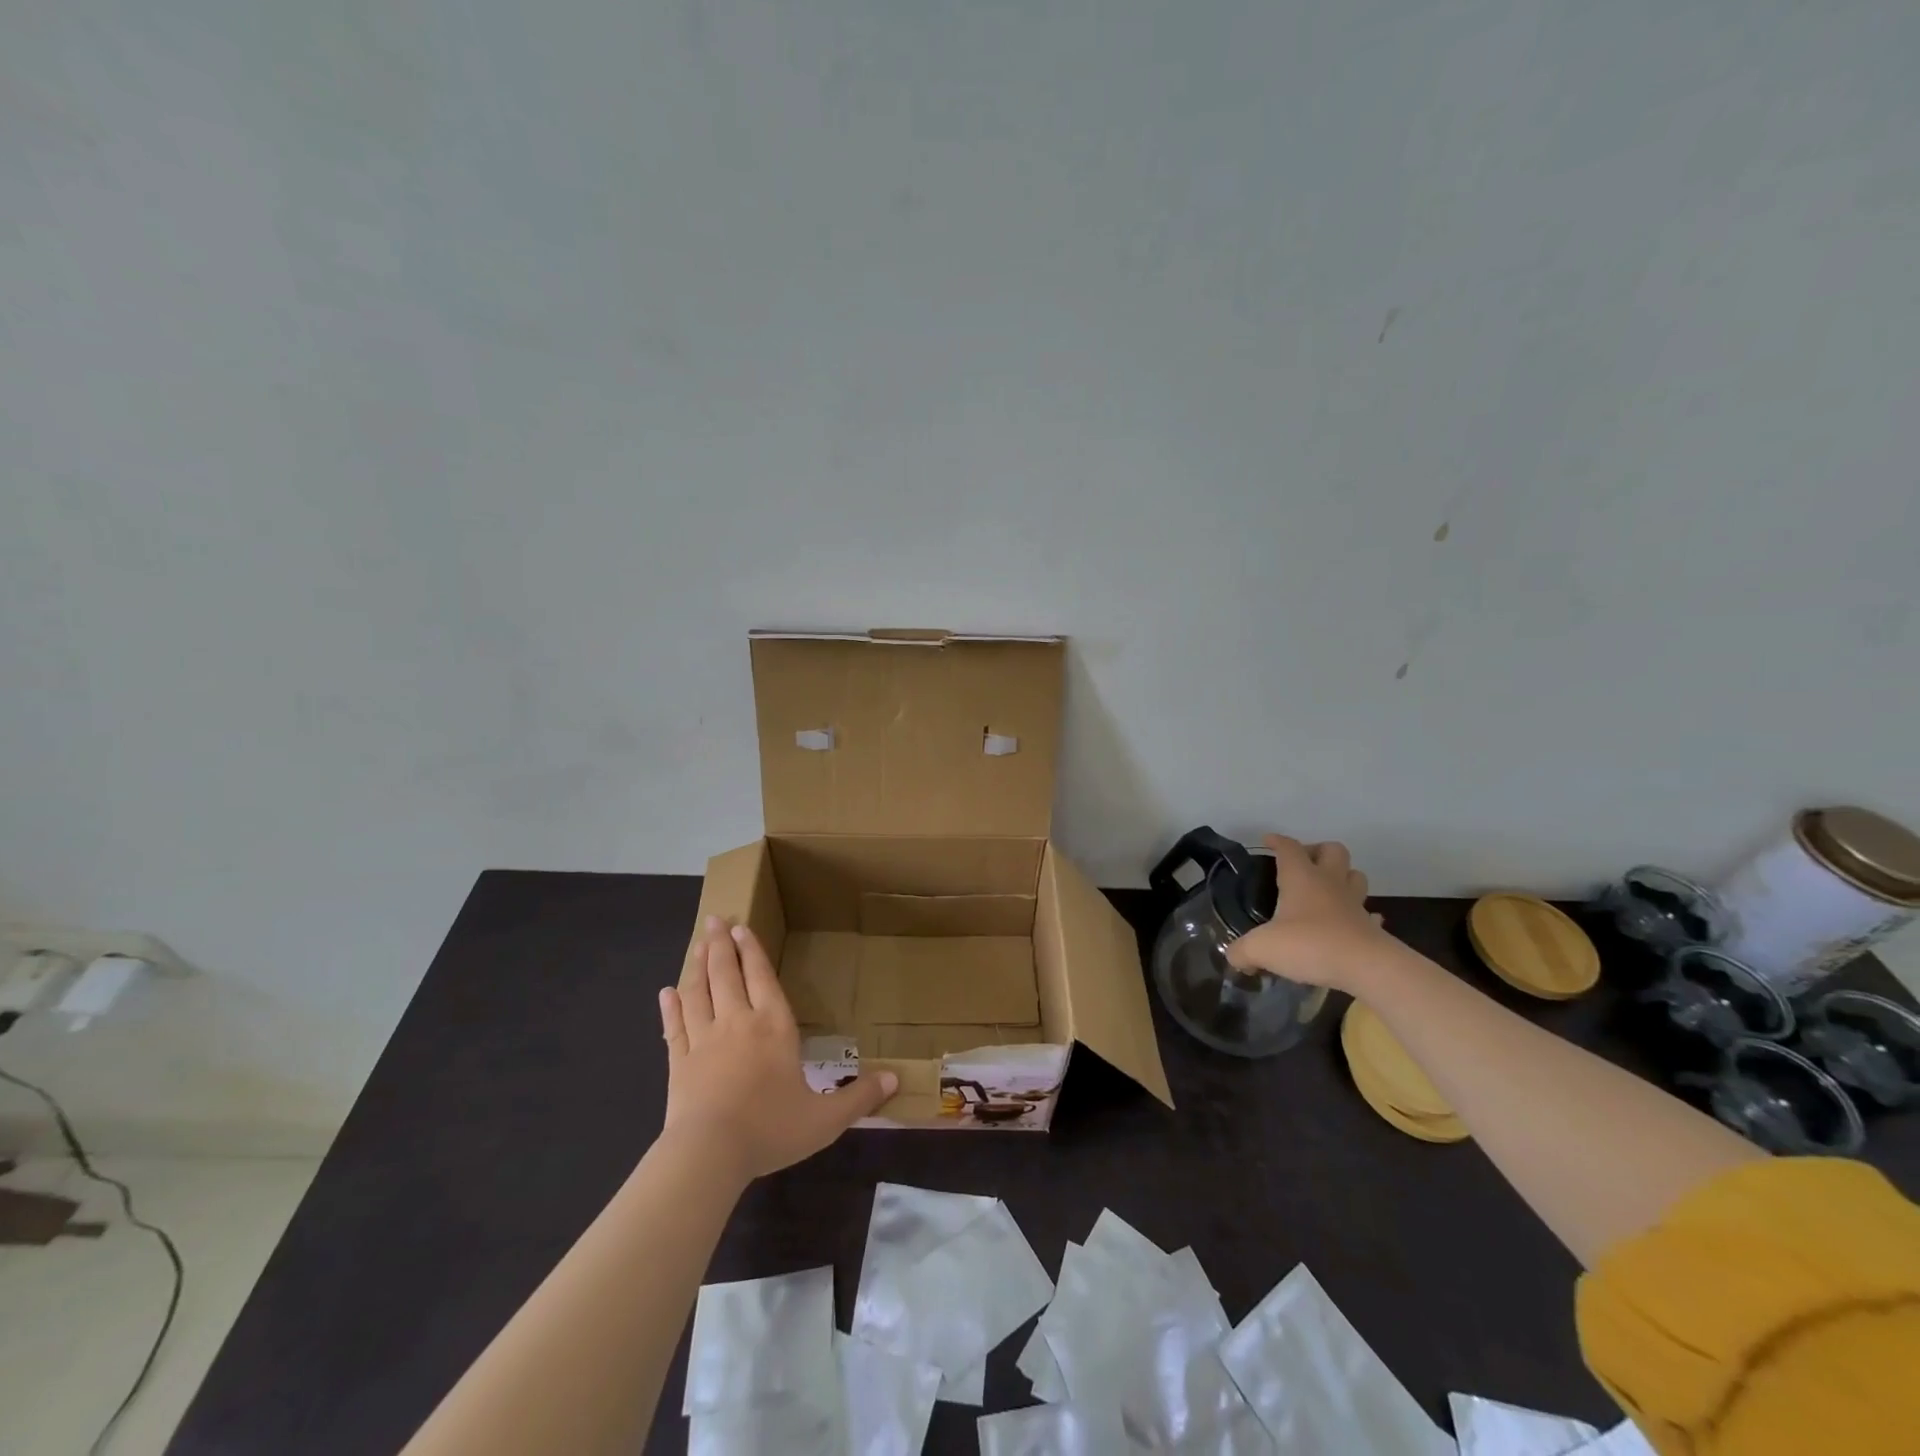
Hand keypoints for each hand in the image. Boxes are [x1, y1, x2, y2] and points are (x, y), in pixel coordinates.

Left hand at [659, 917, 897, 1182]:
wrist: (710, 1154)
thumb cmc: (771, 1129)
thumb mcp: (825, 1119)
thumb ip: (860, 1098)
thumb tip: (896, 1081)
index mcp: (774, 1026)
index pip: (762, 978)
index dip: (752, 951)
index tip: (741, 927)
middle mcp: (737, 1022)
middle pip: (727, 974)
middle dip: (722, 945)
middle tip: (714, 919)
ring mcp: (703, 1040)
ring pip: (698, 992)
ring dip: (698, 965)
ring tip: (697, 944)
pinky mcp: (678, 1062)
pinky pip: (674, 1026)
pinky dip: (670, 1007)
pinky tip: (666, 992)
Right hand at [1224, 835, 1387, 992]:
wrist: (1367, 967)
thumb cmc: (1310, 944)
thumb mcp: (1262, 947)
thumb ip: (1242, 951)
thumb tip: (1234, 958)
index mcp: (1301, 878)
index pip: (1288, 847)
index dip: (1277, 841)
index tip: (1267, 841)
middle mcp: (1329, 883)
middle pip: (1332, 850)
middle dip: (1317, 851)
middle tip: (1302, 864)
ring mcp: (1354, 904)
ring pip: (1355, 876)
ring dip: (1342, 876)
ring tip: (1326, 889)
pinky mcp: (1371, 928)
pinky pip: (1369, 914)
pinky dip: (1360, 914)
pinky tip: (1349, 923)